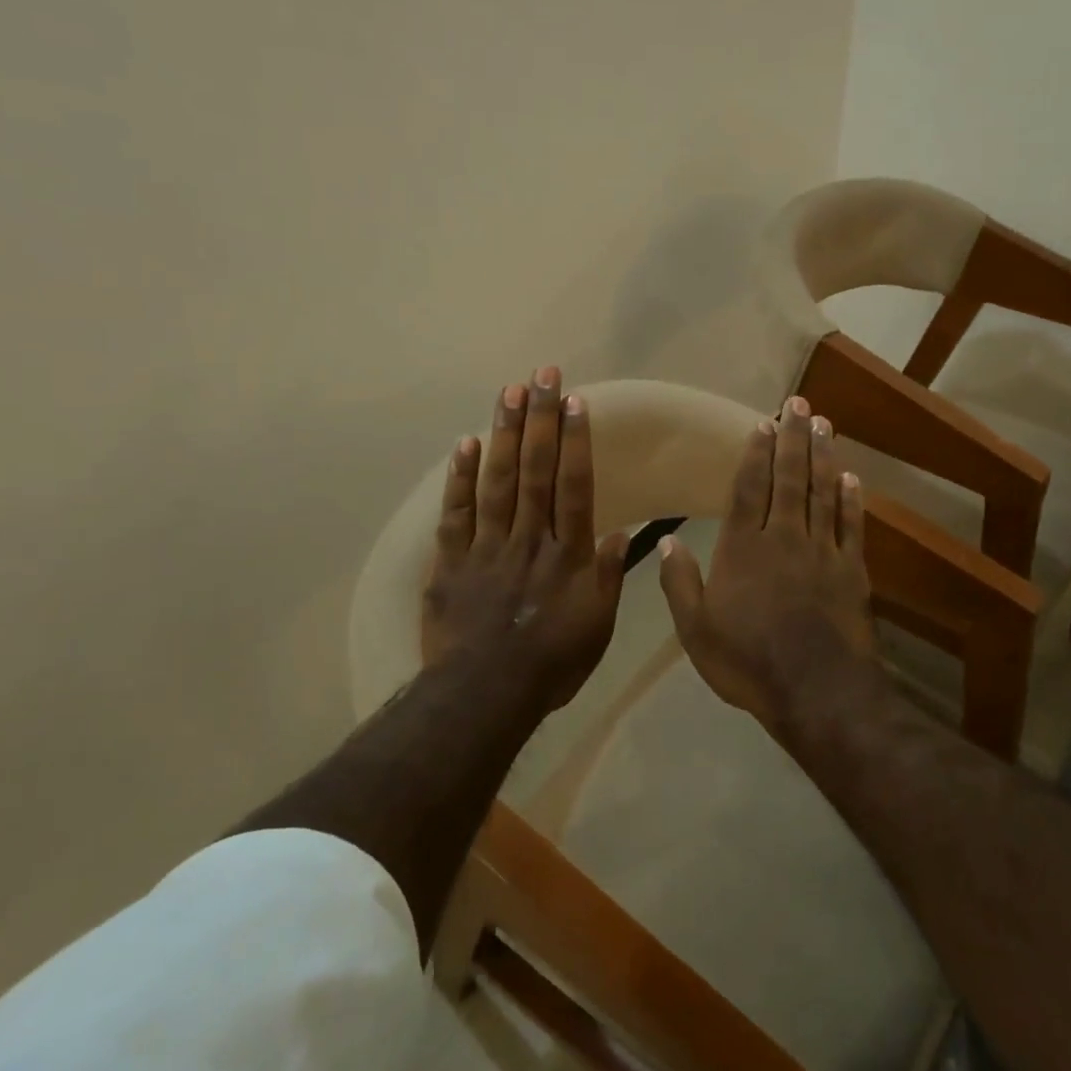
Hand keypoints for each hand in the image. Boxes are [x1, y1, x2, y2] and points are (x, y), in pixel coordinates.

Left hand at [421, 367, 629, 713]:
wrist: (484, 695)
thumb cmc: (552, 664)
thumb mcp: (597, 627)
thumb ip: (607, 578)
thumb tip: (619, 534)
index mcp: (567, 556)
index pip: (574, 488)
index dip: (575, 442)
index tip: (575, 402)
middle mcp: (529, 540)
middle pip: (536, 472)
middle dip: (541, 420)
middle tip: (542, 375)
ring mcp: (487, 548)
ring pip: (497, 482)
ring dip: (504, 434)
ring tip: (508, 392)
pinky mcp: (452, 562)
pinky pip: (456, 514)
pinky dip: (460, 478)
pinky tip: (465, 443)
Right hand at [657, 395, 878, 734]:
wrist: (816, 691)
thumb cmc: (748, 662)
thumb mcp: (696, 631)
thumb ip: (680, 584)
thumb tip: (666, 542)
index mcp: (743, 549)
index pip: (748, 489)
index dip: (754, 454)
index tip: (761, 423)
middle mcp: (783, 538)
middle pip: (789, 479)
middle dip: (791, 439)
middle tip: (797, 404)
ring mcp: (822, 551)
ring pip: (822, 492)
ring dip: (822, 456)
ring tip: (823, 424)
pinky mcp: (852, 570)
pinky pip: (851, 525)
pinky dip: (852, 499)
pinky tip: (851, 477)